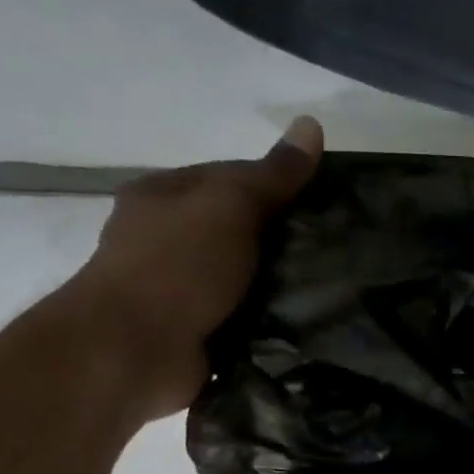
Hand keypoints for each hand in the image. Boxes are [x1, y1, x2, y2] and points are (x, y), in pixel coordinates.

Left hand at [62, 116, 322, 419]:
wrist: (134, 350)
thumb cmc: (178, 265)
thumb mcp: (231, 206)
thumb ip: (273, 174)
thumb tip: (311, 124)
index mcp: (165, 196)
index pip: (233, 179)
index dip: (281, 187)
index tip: (327, 207)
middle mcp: (168, 239)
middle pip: (241, 232)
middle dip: (286, 242)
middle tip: (339, 252)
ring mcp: (182, 290)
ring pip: (247, 280)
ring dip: (282, 288)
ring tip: (336, 291)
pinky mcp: (198, 333)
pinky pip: (246, 320)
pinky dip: (271, 323)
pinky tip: (310, 325)